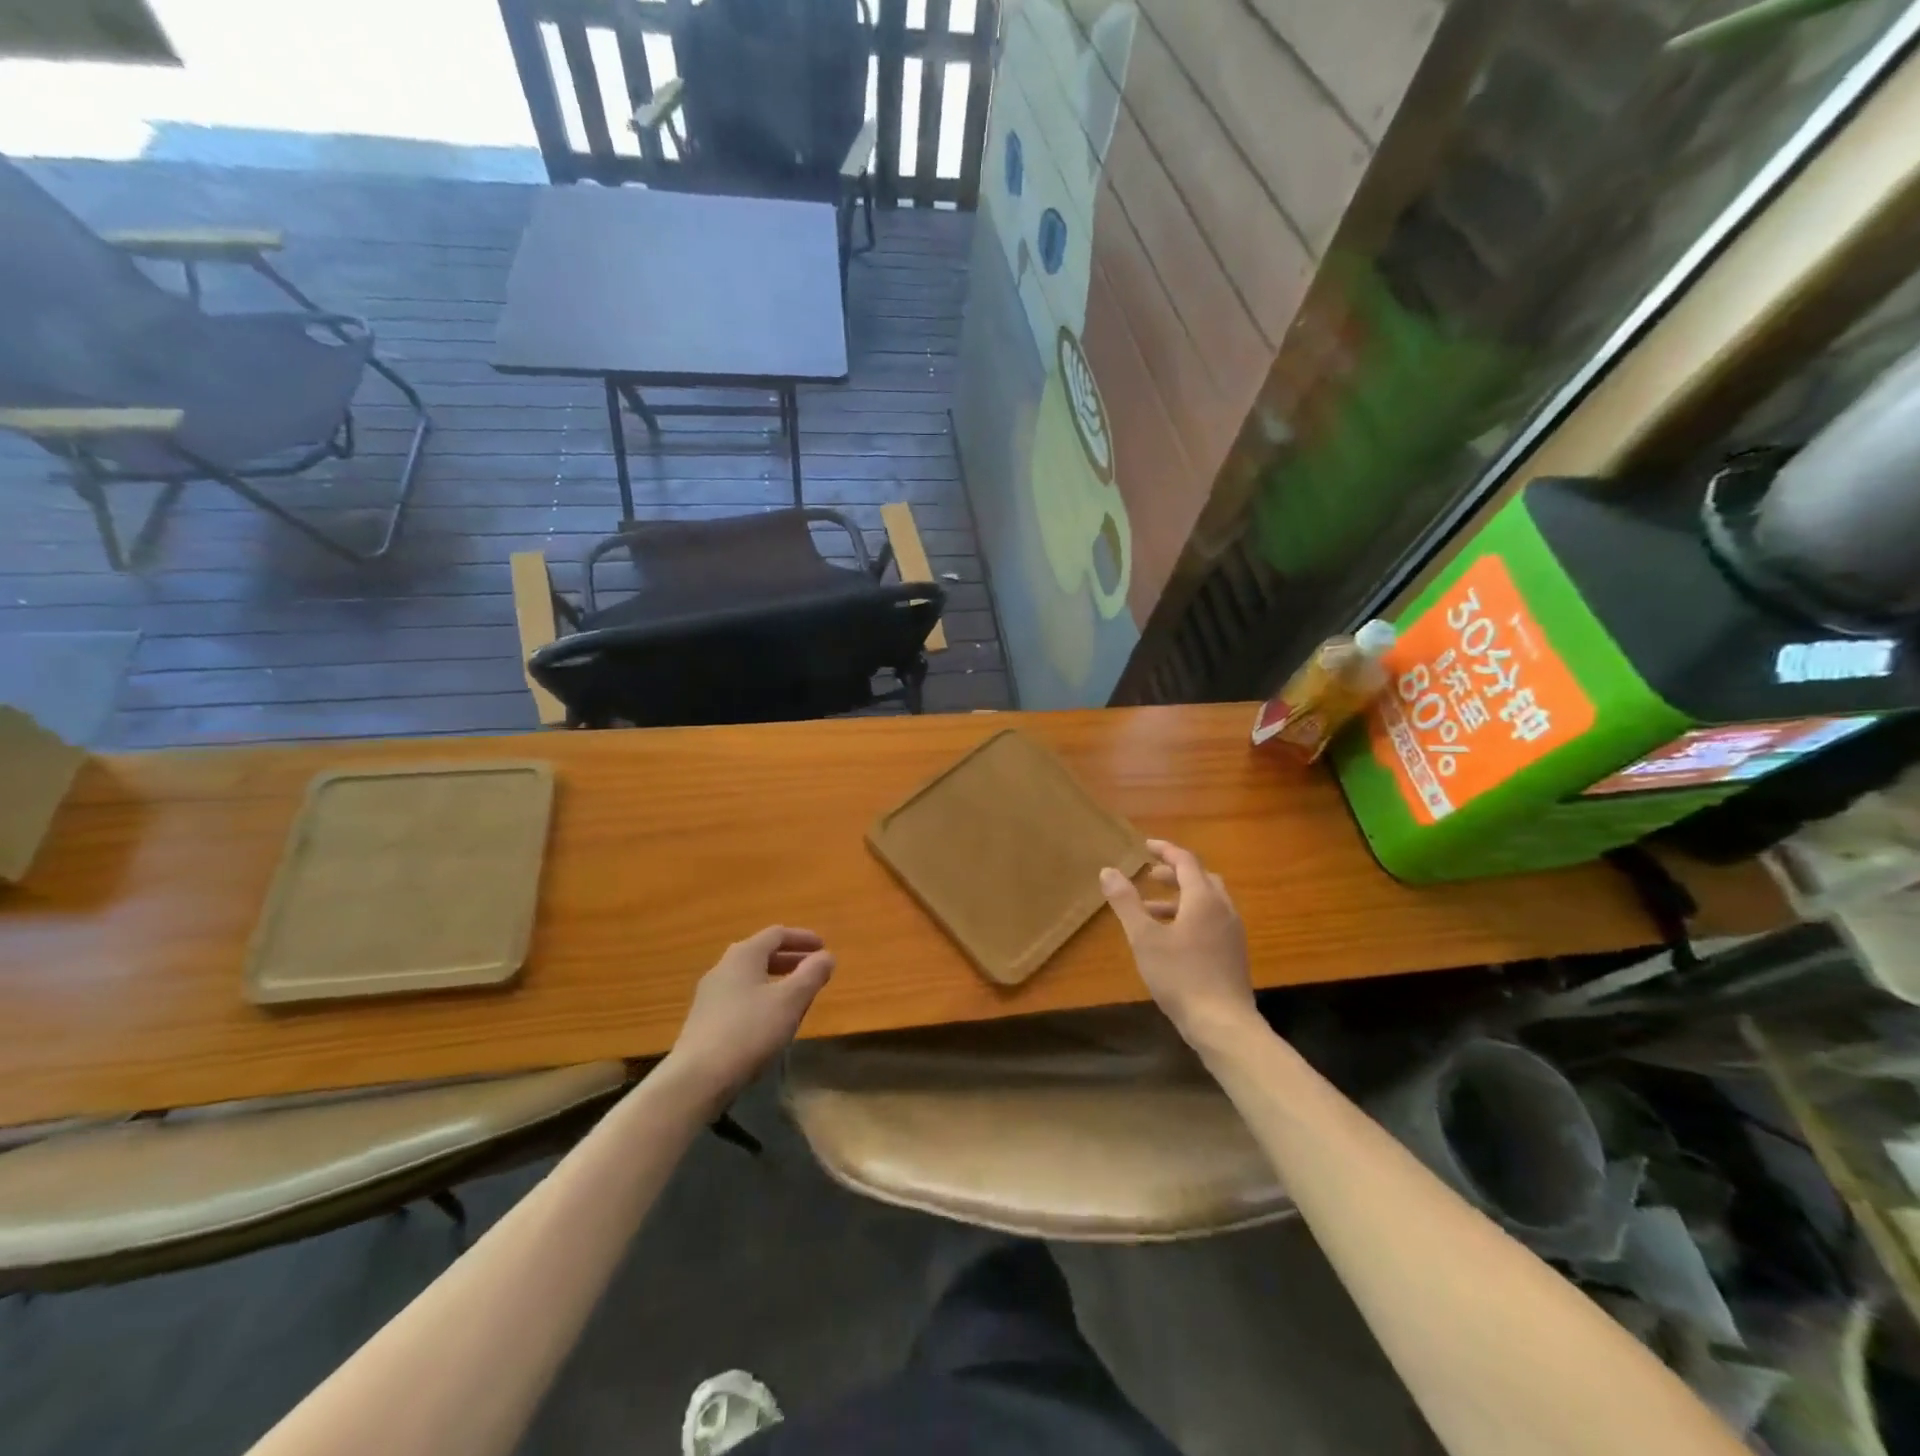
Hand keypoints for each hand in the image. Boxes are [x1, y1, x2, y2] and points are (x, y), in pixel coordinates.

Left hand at [664, 927, 834, 1110]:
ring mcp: (709, 995)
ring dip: (776, 980)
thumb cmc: (749, 1031)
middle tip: (813, 970)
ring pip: (749, 977)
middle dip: (790, 959)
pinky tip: (770, 1021)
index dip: (802, 938)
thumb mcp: (790, 1001)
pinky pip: (739, 998)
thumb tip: (827, 956)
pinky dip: (761, 998)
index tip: (823, 947)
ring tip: (795, 996)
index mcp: (743, 955)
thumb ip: (811, 975)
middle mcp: (723, 968)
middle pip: (761, 954)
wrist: (697, 1079)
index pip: (776, 934)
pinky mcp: (703, 1020)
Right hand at [1100, 839, 1257, 1048]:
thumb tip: (1108, 871)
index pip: (1186, 861)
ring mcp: (1232, 932)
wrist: (1223, 1024)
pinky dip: (1191, 916)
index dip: (1165, 850)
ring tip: (1151, 910)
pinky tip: (1171, 939)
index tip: (1146, 846)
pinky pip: (1212, 920)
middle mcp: (1223, 909)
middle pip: (1201, 878)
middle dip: (1175, 873)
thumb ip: (1126, 903)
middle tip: (1150, 876)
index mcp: (1204, 899)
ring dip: (1181, 897)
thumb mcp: (1144, 938)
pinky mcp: (1234, 953)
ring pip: (1207, 901)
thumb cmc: (1180, 976)